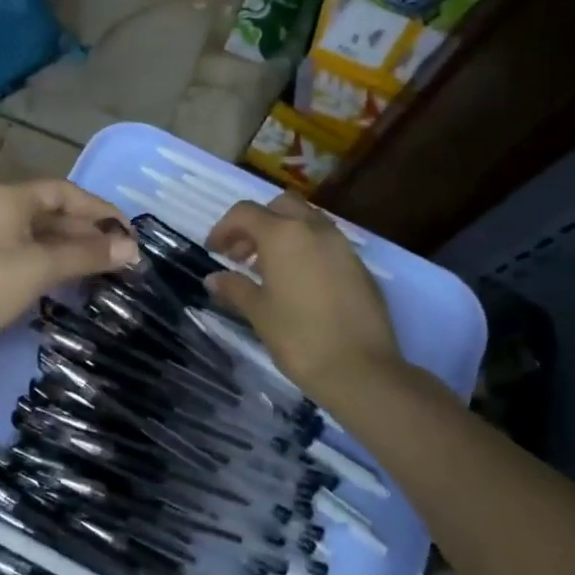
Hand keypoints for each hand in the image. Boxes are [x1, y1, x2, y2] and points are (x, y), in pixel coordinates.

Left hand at [0, 181, 139, 374]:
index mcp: (10, 198)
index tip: (128, 233)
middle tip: (123, 257)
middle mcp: (0, 210)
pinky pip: (30, 255)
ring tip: (106, 270)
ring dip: (73, 251)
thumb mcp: (40, 267)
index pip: (65, 192)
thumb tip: (132, 249)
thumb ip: (86, 255)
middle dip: (89, 233)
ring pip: (42, 237)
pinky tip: (74, 281)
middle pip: (54, 213)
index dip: (99, 210)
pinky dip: (54, 264)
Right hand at [205, 192, 402, 402]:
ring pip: (307, 221)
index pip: (245, 213)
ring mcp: (341, 246)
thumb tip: (215, 279)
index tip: (214, 251)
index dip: (224, 228)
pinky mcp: (359, 266)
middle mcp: (314, 230)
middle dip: (257, 223)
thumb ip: (235, 288)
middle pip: (280, 206)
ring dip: (283, 234)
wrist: (360, 369)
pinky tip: (297, 284)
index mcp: (283, 235)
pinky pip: (326, 243)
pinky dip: (306, 249)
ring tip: (268, 270)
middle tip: (242, 255)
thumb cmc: (298, 337)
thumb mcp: (258, 312)